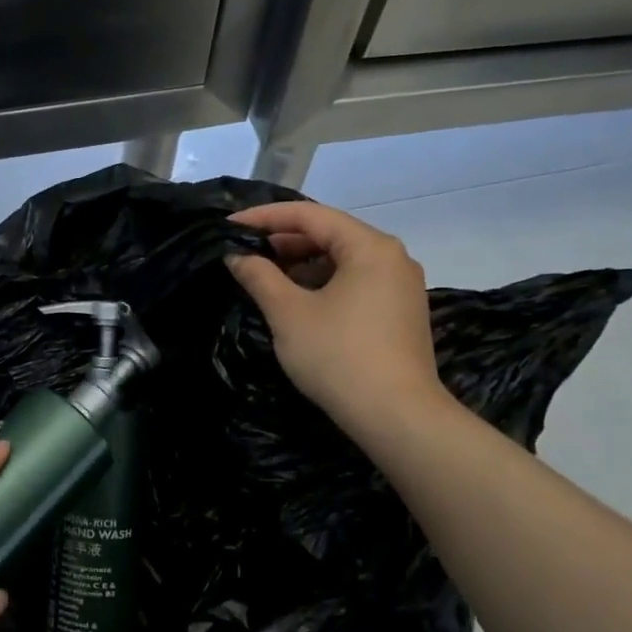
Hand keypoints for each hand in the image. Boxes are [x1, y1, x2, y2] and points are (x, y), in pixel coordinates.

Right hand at [226, 201, 451, 434]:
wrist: (397, 416)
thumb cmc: (338, 356)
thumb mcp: (289, 314)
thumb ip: (259, 276)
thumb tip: (236, 255)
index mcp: (369, 246)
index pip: (310, 215)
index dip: (265, 217)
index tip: (229, 225)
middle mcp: (392, 257)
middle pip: (330, 234)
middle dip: (284, 241)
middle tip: (244, 252)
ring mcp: (401, 286)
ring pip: (343, 260)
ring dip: (302, 264)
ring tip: (265, 276)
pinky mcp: (401, 313)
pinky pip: (356, 283)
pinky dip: (323, 283)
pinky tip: (298, 301)